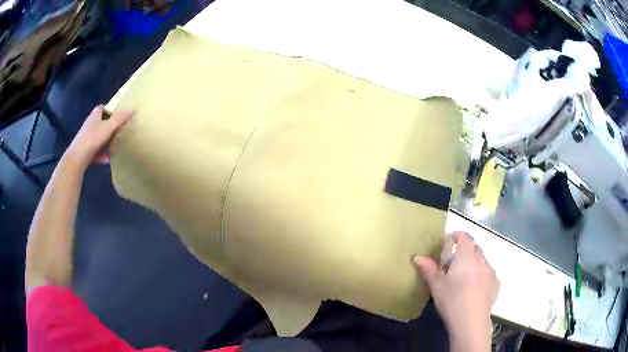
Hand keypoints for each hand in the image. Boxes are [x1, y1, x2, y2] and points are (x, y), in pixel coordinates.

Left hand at [66, 106, 133, 165]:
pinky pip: (95, 151)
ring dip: (105, 141)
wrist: (77, 158)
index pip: (101, 108)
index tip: (117, 115)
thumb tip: (133, 109)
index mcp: (94, 116)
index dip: (109, 110)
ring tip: (114, 146)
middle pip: (100, 123)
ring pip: (97, 137)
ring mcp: (86, 138)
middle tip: (118, 130)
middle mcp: (89, 125)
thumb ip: (120, 119)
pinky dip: (101, 155)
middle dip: (108, 126)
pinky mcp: (84, 151)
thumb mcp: (109, 127)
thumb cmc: (92, 138)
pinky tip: (107, 160)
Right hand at [414, 231, 498, 350]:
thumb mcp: (437, 285)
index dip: (457, 236)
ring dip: (474, 263)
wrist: (471, 322)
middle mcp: (482, 260)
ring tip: (464, 277)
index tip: (449, 242)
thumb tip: (418, 257)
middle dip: (465, 250)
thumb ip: (429, 269)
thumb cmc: (452, 300)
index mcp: (467, 256)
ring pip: (482, 260)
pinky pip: (488, 273)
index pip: (465, 237)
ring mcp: (491, 272)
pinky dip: (481, 275)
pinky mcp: (496, 284)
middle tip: (453, 263)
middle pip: (475, 247)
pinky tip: (474, 289)